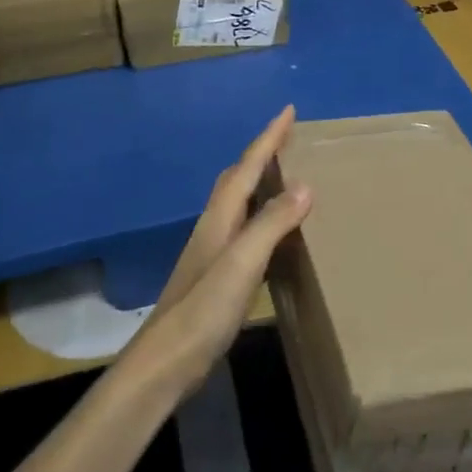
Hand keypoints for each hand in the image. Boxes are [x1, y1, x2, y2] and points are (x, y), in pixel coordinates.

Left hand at [119, 107, 312, 403]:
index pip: (247, 166)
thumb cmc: (204, 308)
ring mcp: (213, 251)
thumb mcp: (242, 262)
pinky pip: (244, 229)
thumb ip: (271, 223)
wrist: (167, 361)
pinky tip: (273, 234)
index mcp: (220, 216)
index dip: (268, 137)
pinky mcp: (217, 276)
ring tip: (286, 176)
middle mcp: (214, 226)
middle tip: (288, 138)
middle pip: (237, 178)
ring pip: (239, 203)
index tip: (288, 110)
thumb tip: (305, 184)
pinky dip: (261, 217)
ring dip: (260, 182)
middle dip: (262, 153)